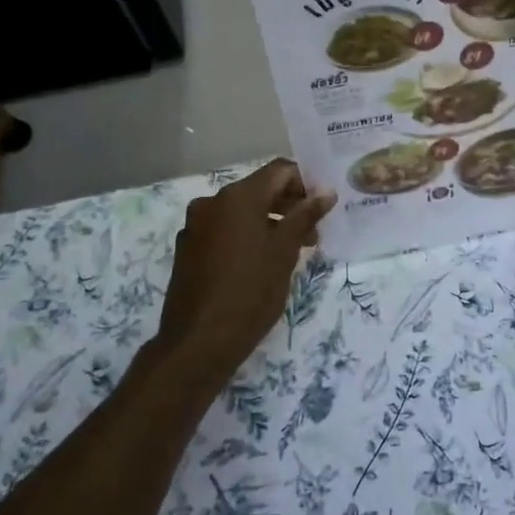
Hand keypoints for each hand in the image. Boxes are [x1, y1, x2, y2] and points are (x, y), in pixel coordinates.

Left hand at [154, 160, 335, 374]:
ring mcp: (195, 226)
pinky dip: (246, 237)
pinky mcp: (188, 249)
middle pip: (259, 190)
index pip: (279, 170)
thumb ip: (305, 216)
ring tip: (291, 252)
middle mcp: (212, 202)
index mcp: (237, 197)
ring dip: (269, 223)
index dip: (305, 183)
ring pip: (241, 212)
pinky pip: (224, 230)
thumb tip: (326, 192)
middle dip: (289, 206)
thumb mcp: (285, 253)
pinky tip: (259, 265)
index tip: (323, 208)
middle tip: (313, 235)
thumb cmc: (250, 293)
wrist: (198, 343)